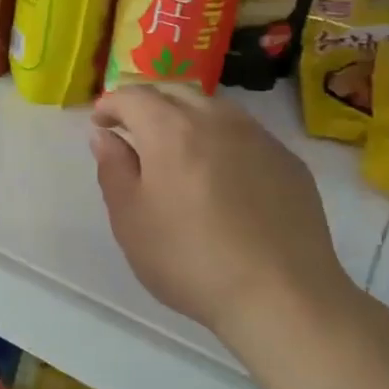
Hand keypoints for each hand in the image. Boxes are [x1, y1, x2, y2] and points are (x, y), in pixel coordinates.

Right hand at [90, 86, 359, 346]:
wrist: (282, 295)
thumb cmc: (189, 259)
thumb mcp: (130, 220)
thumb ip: (113, 169)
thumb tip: (106, 137)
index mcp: (170, 130)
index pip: (133, 96)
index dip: (110, 104)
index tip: (100, 124)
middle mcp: (216, 119)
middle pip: (175, 92)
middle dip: (147, 103)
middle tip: (132, 130)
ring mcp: (259, 137)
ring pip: (214, 108)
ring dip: (186, 116)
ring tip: (176, 148)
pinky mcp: (288, 161)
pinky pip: (245, 133)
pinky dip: (221, 139)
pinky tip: (220, 175)